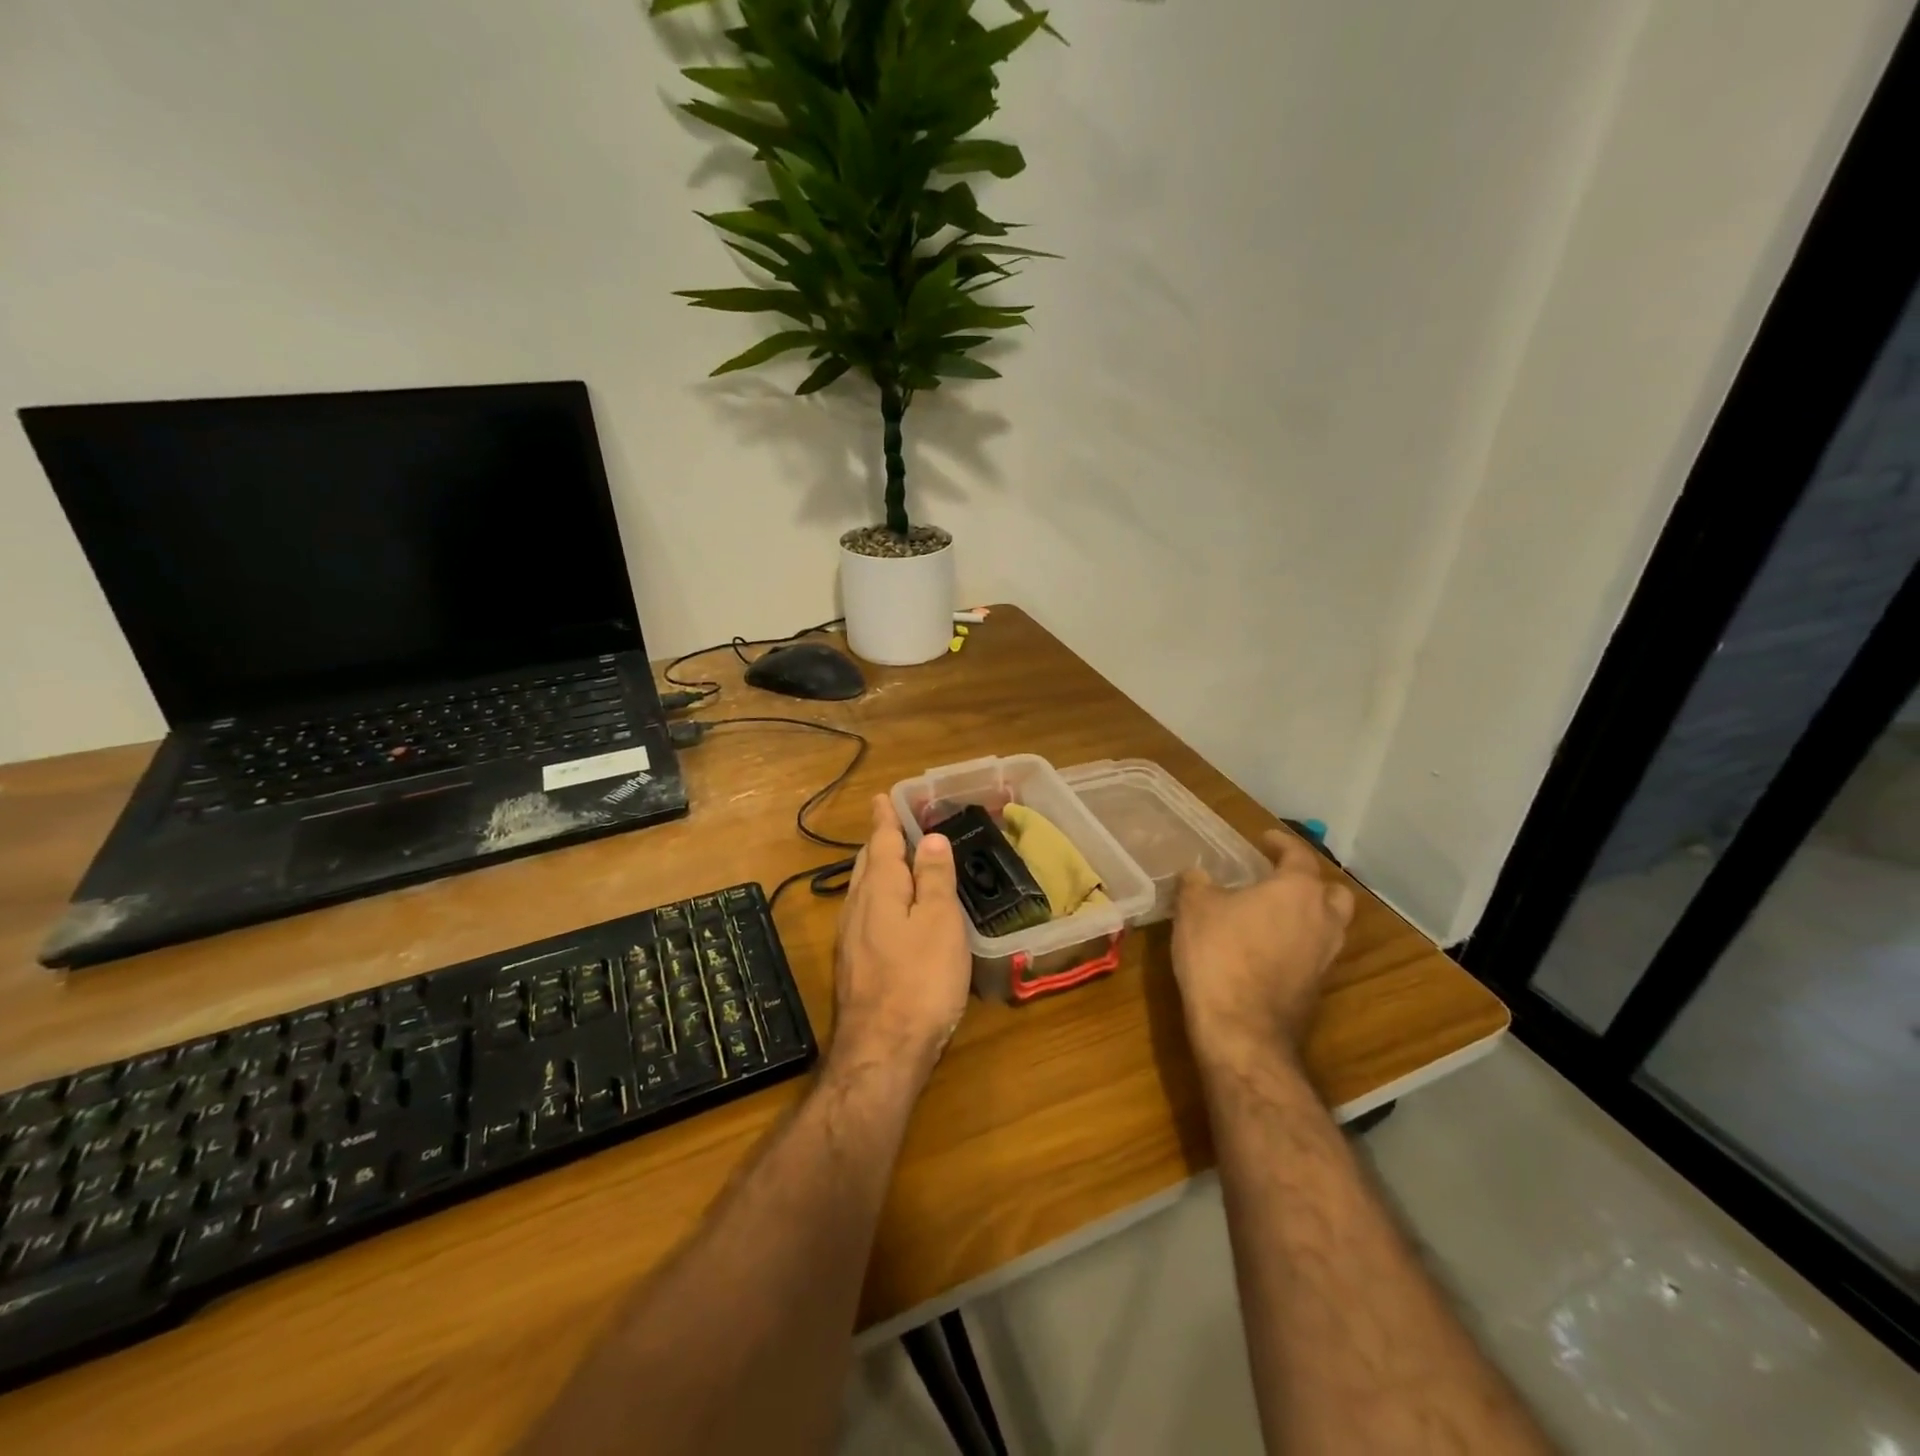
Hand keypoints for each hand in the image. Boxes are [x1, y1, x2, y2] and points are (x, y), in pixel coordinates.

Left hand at [829, 795, 972, 1081]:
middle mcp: (858, 908)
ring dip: (877, 869)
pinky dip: (879, 898)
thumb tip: (930, 839)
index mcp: (879, 890)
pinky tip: (889, 911)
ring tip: (893, 860)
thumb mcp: (938, 923)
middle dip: (878, 841)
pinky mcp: (854, 965)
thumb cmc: (919, 980)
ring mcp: (851, 938)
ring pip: (863, 890)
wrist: (882, 1051)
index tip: (882, 797)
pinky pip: (865, 914)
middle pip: (867, 864)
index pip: (882, 842)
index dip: (885, 819)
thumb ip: (933, 879)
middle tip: (892, 824)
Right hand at [1172, 829, 1354, 1073]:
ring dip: (1308, 915)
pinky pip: (1315, 953)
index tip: (1264, 839)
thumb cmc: (1219, 953)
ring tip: (1274, 915)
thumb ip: (1197, 883)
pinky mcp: (1318, 988)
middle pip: (1332, 892)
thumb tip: (1197, 875)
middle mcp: (1323, 919)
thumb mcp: (1194, 908)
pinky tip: (1268, 948)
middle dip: (1310, 882)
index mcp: (1298, 890)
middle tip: (1281, 880)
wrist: (1241, 1028)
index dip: (1280, 843)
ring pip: (1329, 925)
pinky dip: (1299, 944)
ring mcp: (1326, 957)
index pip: (1298, 855)